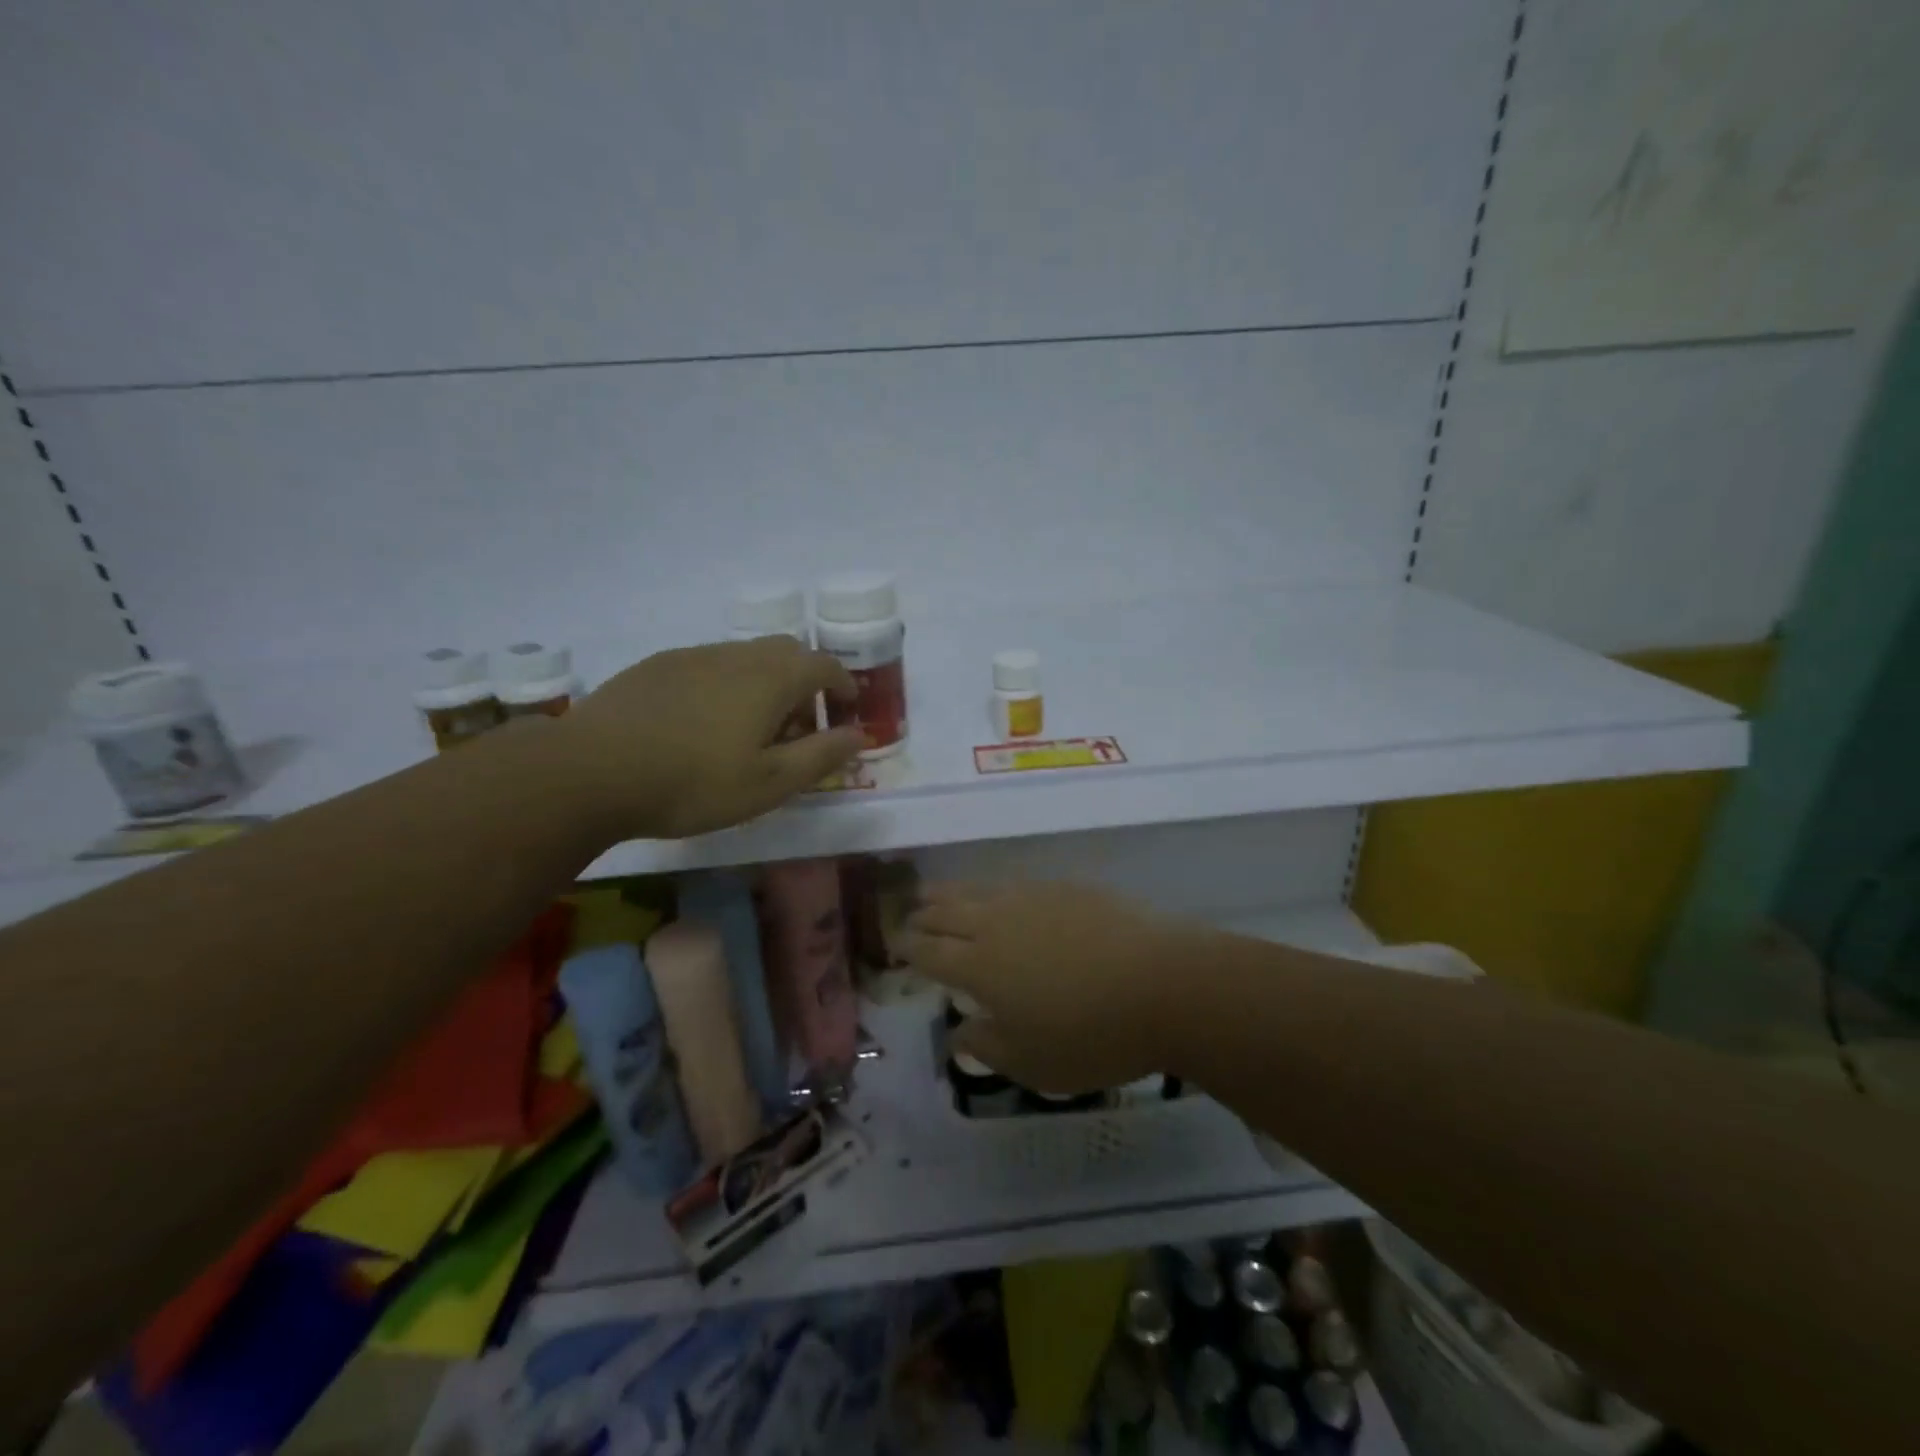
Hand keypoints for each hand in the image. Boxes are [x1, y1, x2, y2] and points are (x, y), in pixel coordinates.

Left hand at [557, 637, 862, 839]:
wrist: (592, 771)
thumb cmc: (693, 783)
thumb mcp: (769, 784)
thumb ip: (821, 756)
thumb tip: (860, 735)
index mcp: (771, 679)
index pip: (824, 666)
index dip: (843, 686)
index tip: (845, 712)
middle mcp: (737, 655)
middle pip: (787, 652)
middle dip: (805, 681)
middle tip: (799, 724)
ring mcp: (693, 656)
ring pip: (745, 657)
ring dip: (764, 683)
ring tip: (751, 728)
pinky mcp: (657, 666)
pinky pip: (709, 665)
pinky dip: (726, 684)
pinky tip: (702, 723)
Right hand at [904, 882, 1199, 1093]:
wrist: (1163, 984)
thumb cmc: (1093, 1035)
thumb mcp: (1033, 1064)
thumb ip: (987, 1047)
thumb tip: (957, 1034)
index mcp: (980, 966)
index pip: (930, 952)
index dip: (909, 948)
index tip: (895, 945)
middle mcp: (997, 923)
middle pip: (948, 913)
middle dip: (924, 915)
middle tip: (909, 915)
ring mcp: (1033, 899)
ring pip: (978, 890)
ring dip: (951, 893)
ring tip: (935, 892)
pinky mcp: (1066, 887)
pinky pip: (1015, 883)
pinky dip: (995, 889)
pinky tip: (1000, 894)